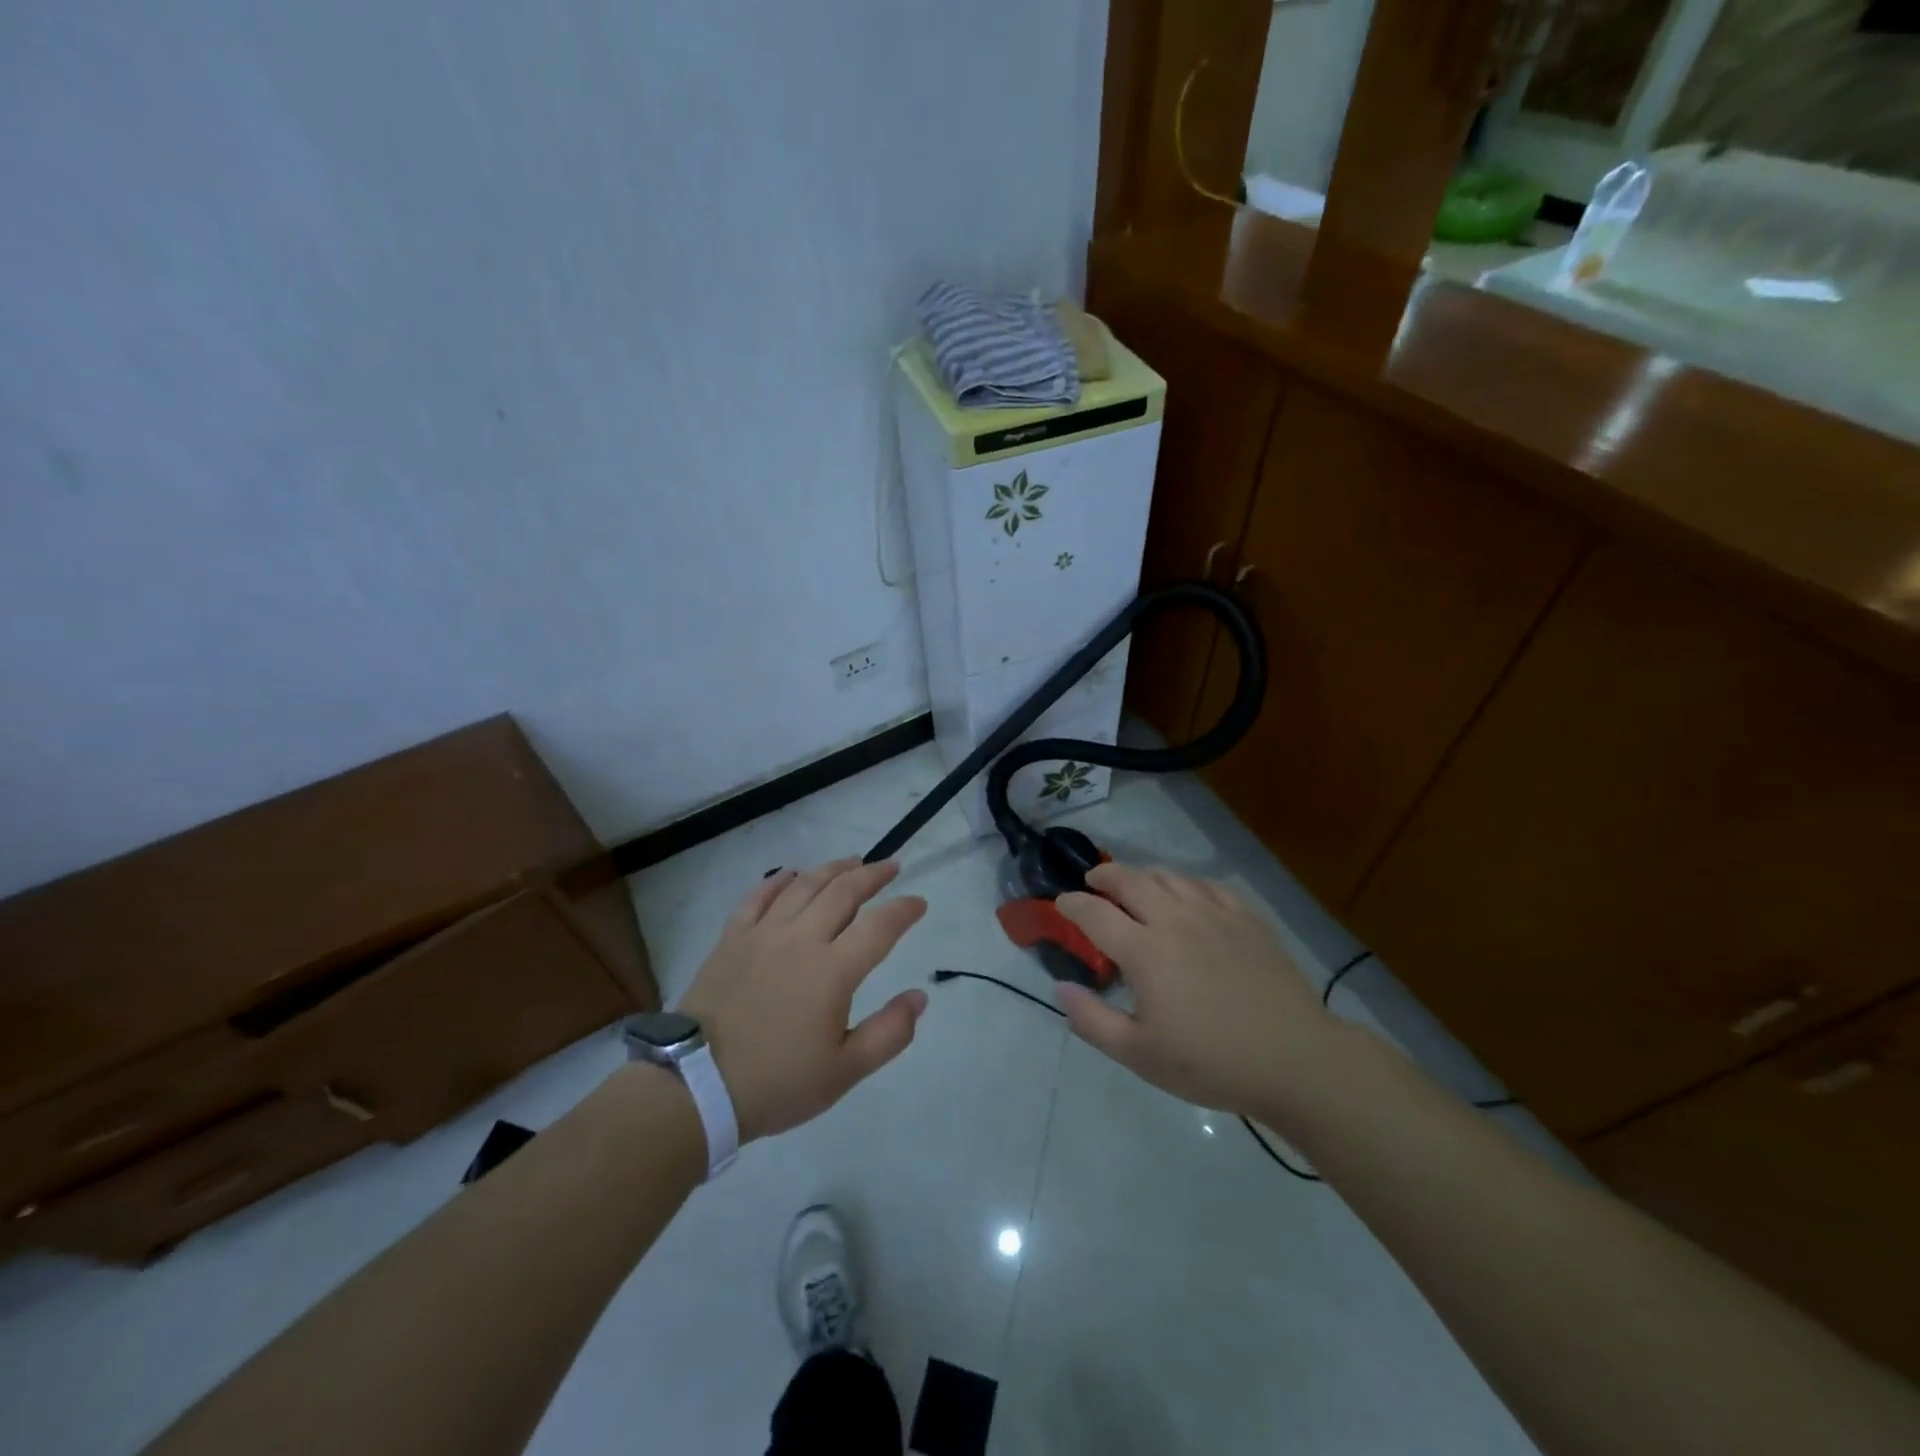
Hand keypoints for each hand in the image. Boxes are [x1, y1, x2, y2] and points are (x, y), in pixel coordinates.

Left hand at [676, 858, 928, 1141]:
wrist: (696, 1086)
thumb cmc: (777, 1083)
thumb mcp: (845, 1072)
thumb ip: (889, 1033)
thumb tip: (919, 997)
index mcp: (833, 971)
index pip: (880, 927)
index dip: (904, 910)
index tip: (919, 902)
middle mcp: (801, 940)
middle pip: (843, 892)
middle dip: (872, 875)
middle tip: (891, 866)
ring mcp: (762, 935)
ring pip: (803, 886)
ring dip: (832, 869)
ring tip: (851, 861)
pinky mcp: (731, 939)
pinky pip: (757, 898)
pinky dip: (777, 880)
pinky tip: (789, 873)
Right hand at [1052, 863, 1340, 1116]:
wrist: (1294, 1059)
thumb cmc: (1211, 1062)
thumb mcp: (1139, 1054)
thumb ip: (1092, 1020)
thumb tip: (1060, 988)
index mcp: (1145, 951)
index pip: (1095, 913)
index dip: (1072, 904)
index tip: (1060, 903)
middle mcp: (1175, 920)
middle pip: (1131, 880)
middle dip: (1105, 875)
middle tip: (1093, 881)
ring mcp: (1215, 914)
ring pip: (1170, 877)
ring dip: (1143, 874)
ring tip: (1134, 883)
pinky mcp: (1247, 918)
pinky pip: (1208, 886)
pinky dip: (1185, 883)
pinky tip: (1186, 894)